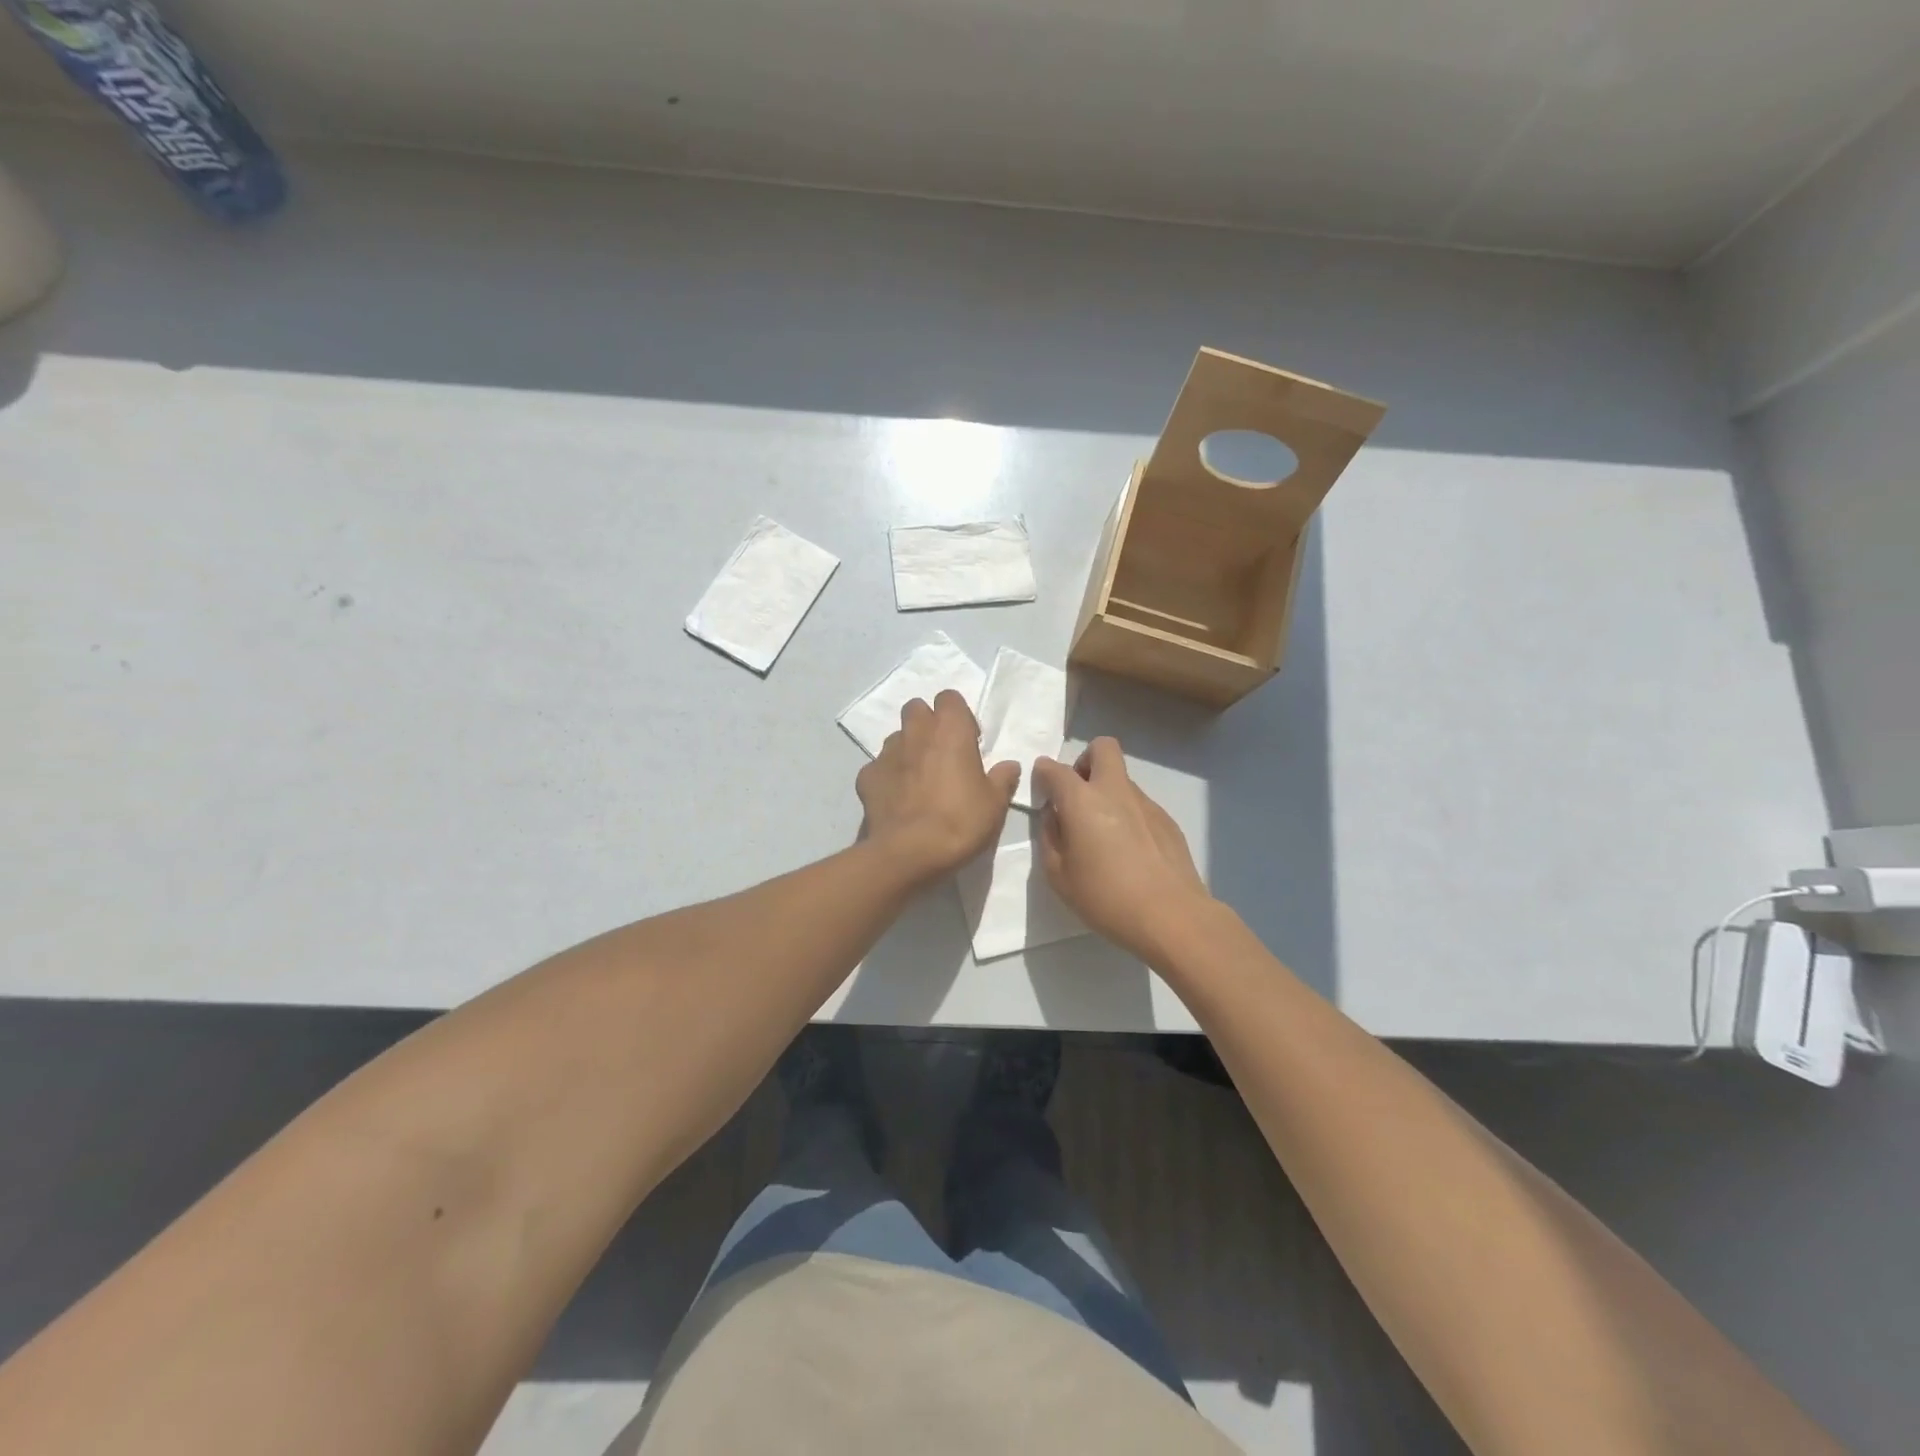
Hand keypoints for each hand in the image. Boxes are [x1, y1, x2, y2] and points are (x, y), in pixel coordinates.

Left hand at [856, 690, 1018, 884]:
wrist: (909, 853)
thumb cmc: (960, 821)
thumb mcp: (995, 804)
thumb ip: (1002, 779)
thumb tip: (1009, 766)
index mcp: (950, 730)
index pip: (950, 698)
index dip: (959, 716)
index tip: (969, 742)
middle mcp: (915, 733)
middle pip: (917, 709)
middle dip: (928, 724)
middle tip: (942, 754)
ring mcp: (886, 753)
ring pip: (897, 738)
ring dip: (908, 750)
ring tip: (919, 780)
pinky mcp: (866, 777)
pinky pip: (879, 767)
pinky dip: (888, 777)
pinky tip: (897, 800)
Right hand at [1031, 738, 1214, 962]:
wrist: (1171, 916)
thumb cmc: (1105, 897)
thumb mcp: (1058, 875)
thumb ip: (1050, 838)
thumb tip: (1055, 816)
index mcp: (1082, 800)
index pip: (1054, 769)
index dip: (1043, 774)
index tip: (1042, 791)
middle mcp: (1115, 791)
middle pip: (1102, 748)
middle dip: (1085, 761)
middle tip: (1078, 796)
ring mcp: (1146, 803)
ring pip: (1122, 780)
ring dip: (1108, 794)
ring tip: (1105, 838)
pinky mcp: (1167, 821)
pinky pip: (1140, 806)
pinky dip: (1128, 816)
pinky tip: (1130, 854)